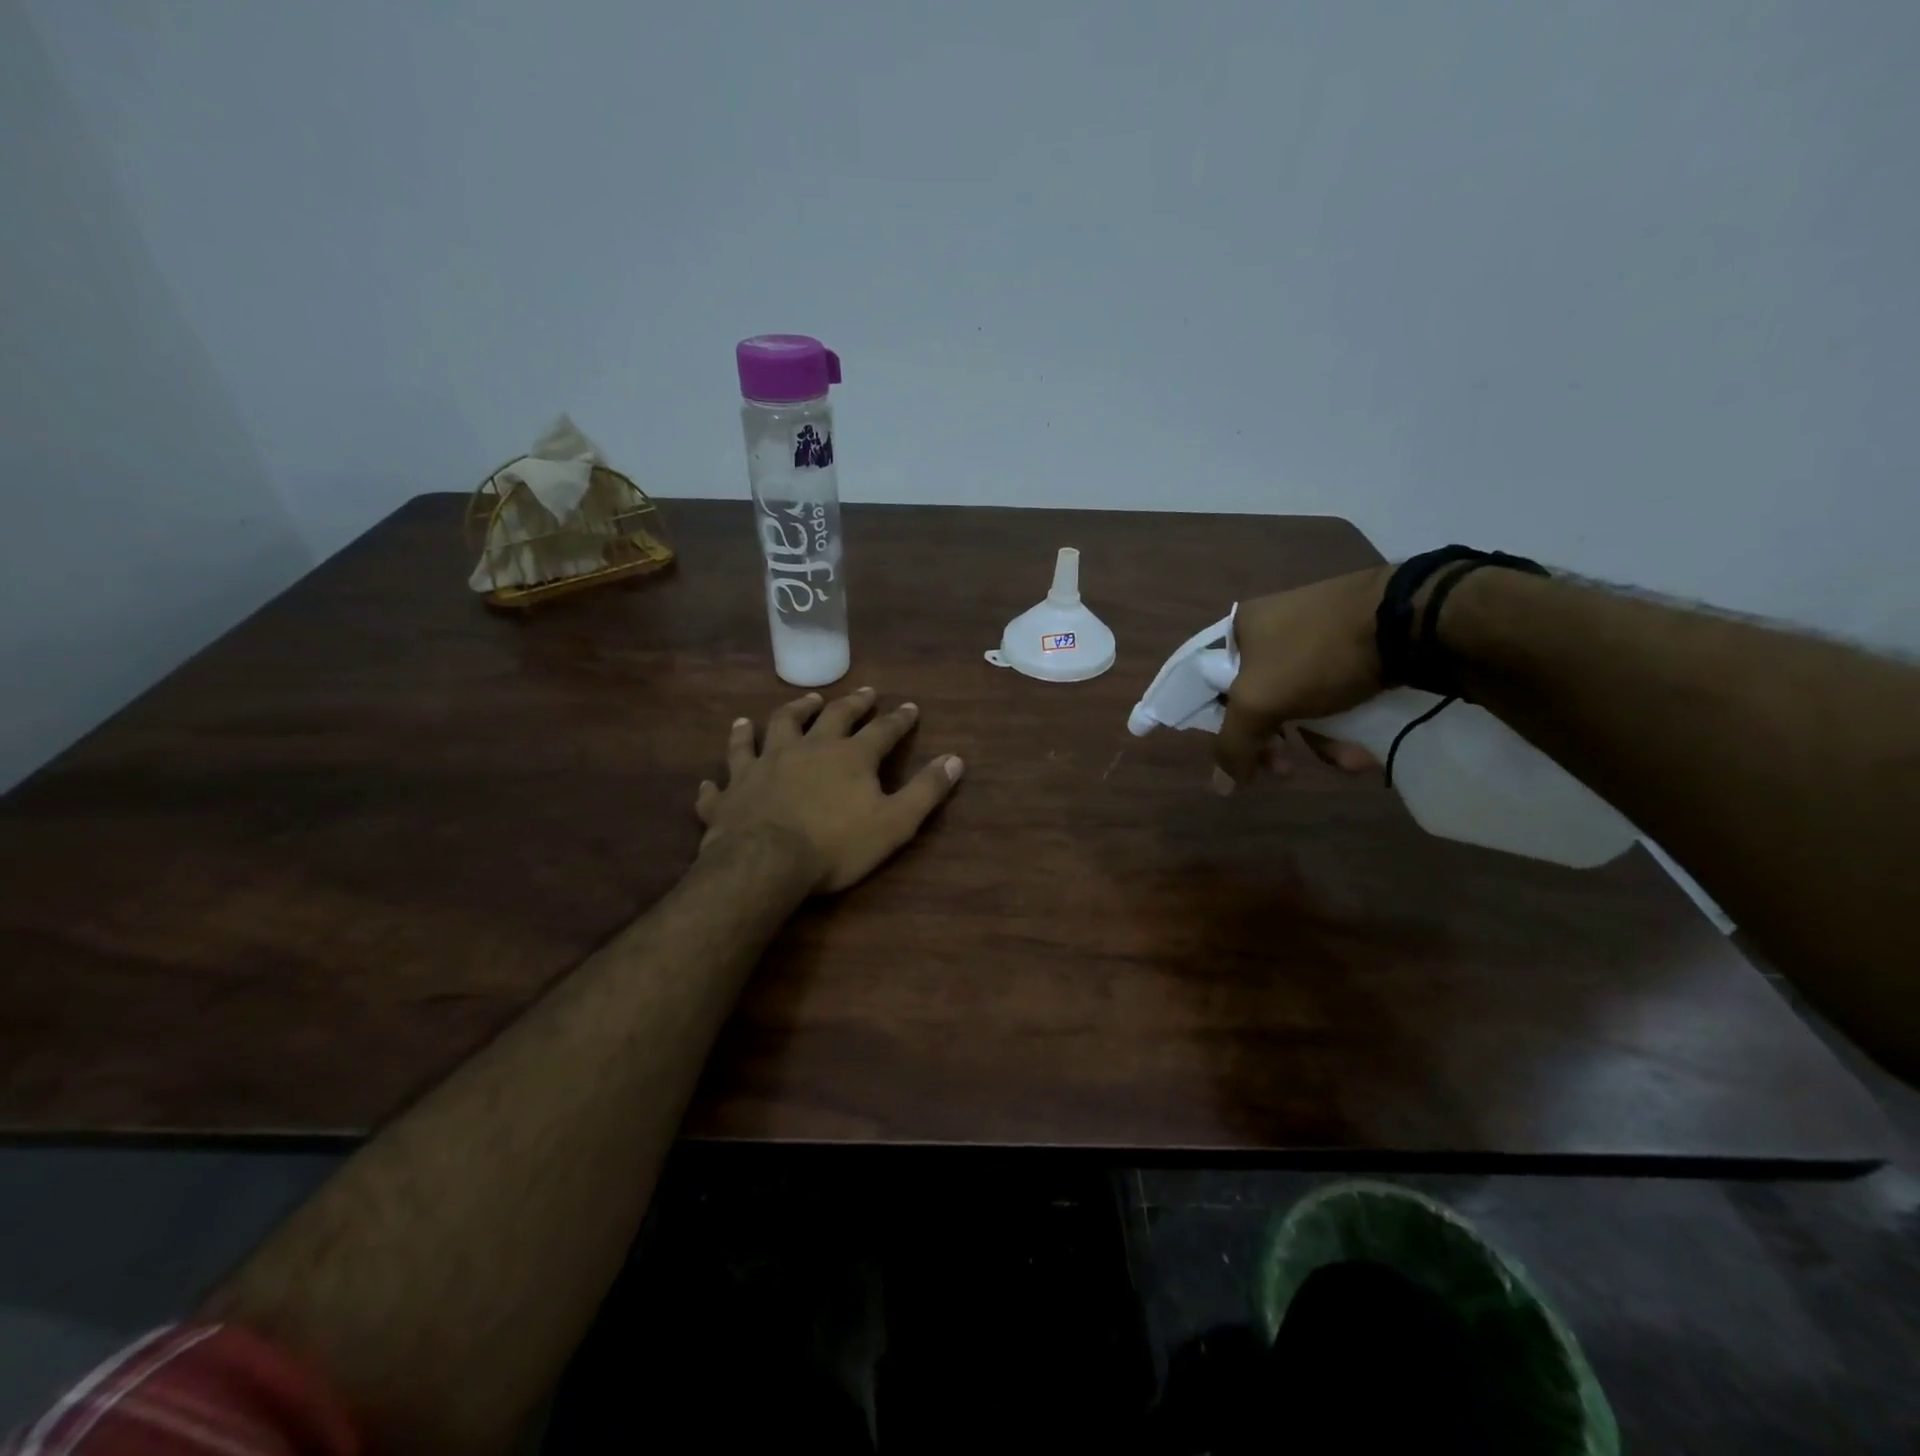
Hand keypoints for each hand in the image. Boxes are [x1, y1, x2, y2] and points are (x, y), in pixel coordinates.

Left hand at [695, 687, 964, 892]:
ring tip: (797, 703)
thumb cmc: (836, 845)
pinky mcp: (733, 789)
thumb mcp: (895, 823)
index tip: (910, 706)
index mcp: (849, 757)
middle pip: (831, 716)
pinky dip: (726, 768)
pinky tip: (712, 774)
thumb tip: (955, 759)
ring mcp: (764, 764)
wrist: (765, 862)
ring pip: (774, 728)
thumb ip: (925, 790)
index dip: (899, 719)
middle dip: (850, 703)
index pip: (882, 730)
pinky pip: (727, 772)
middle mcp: (806, 749)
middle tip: (863, 691)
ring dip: (788, 713)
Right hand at [1216, 567, 1389, 785]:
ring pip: (1297, 703)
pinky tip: (1361, 747)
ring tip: (1343, 761)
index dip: (1216, 725)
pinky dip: (1341, 724)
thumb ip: (1233, 744)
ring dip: (1315, 741)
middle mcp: (1271, 630)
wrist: (1406, 619)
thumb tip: (1222, 786)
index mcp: (1238, 630)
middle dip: (1271, 743)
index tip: (1238, 757)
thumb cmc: (1316, 656)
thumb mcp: (1260, 702)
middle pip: (1255, 700)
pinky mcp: (1352, 647)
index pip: (1210, 686)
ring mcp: (1313, 637)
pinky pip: (1331, 694)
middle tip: (1284, 770)